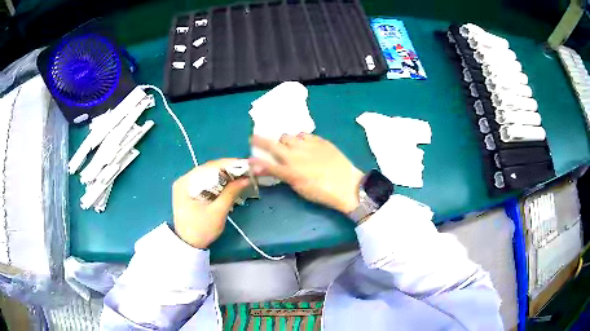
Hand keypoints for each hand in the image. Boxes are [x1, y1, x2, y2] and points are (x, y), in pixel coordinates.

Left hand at [172, 159, 249, 248]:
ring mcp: (186, 186)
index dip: (228, 164)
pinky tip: (229, 185)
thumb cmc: (201, 230)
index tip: (245, 164)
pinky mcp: (190, 193)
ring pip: (208, 176)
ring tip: (240, 177)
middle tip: (246, 171)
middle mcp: (184, 180)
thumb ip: (231, 193)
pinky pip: (206, 183)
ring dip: (224, 176)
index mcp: (185, 182)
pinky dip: (218, 183)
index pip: (209, 167)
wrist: (188, 245)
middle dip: (228, 170)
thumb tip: (246, 179)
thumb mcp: (217, 212)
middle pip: (208, 170)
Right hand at [250, 134, 363, 213]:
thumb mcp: (300, 188)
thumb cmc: (322, 192)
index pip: (266, 162)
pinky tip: (304, 144)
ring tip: (288, 145)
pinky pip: (304, 134)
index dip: (255, 159)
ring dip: (284, 140)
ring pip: (289, 135)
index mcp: (290, 170)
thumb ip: (283, 176)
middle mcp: (296, 154)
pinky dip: (300, 138)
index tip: (249, 155)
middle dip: (262, 140)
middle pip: (274, 143)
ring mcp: (309, 145)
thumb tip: (269, 169)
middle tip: (256, 138)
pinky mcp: (320, 140)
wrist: (347, 185)